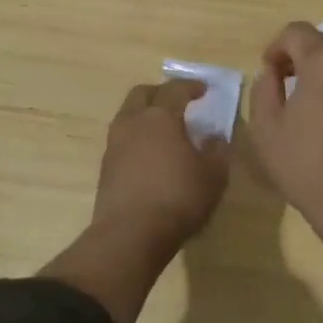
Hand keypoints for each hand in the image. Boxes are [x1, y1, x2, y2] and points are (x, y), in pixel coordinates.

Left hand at [93, 79, 230, 250]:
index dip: (191, 87)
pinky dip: (137, 138)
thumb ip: (217, 150)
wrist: (130, 236)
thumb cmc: (178, 198)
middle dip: (161, 93)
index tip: (204, 90)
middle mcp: (133, 123)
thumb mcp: (213, 175)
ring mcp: (114, 145)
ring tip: (164, 130)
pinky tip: (150, 155)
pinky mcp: (105, 168)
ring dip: (145, 115)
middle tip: (178, 102)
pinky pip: (122, 140)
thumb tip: (214, 137)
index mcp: (160, 117)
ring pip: (128, 116)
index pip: (175, 90)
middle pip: (142, 94)